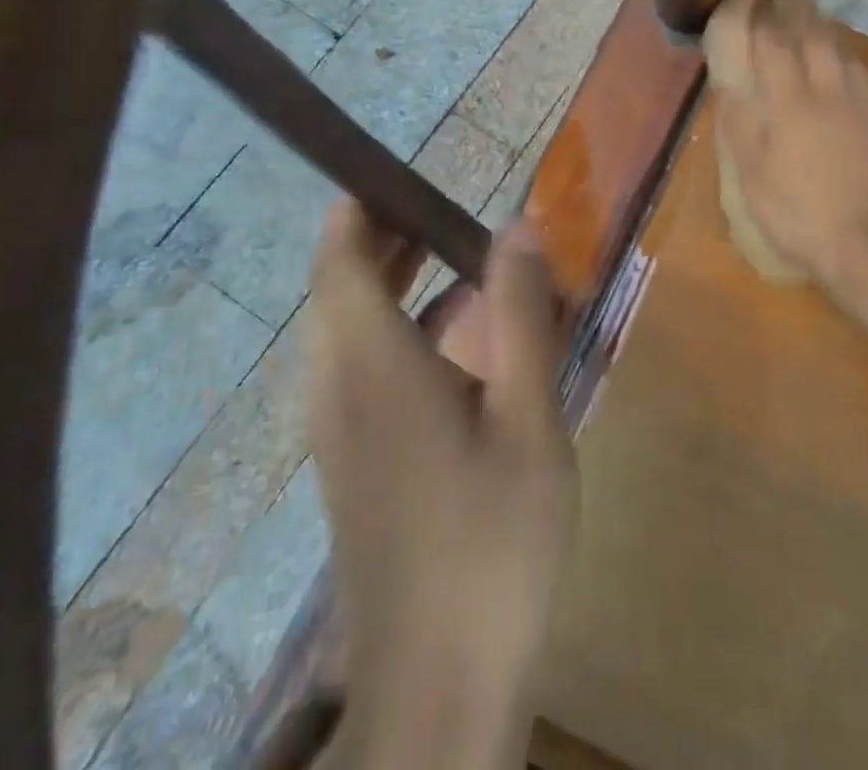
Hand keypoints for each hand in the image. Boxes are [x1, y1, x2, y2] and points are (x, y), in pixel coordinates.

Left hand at [307, 204, 577, 766]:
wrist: (438, 688)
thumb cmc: (492, 542)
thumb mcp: (529, 418)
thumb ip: (522, 315)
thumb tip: (517, 224)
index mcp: (373, 367)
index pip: (340, 262)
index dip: (360, 211)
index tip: (400, 178)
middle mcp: (338, 390)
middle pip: (340, 290)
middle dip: (385, 241)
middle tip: (445, 216)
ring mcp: (338, 433)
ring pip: (348, 331)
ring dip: (393, 286)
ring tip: (460, 267)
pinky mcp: (352, 465)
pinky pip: (360, 370)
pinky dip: (398, 332)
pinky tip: (459, 349)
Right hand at [717, 11, 867, 300]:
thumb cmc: (798, 213)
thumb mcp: (753, 176)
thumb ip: (740, 125)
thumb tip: (729, 85)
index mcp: (788, 102)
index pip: (770, 42)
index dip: (757, 11)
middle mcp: (825, 88)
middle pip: (810, 31)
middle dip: (792, 2)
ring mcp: (858, 99)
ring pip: (838, 45)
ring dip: (818, 21)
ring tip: (804, 8)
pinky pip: (858, 66)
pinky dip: (841, 50)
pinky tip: (836, 53)